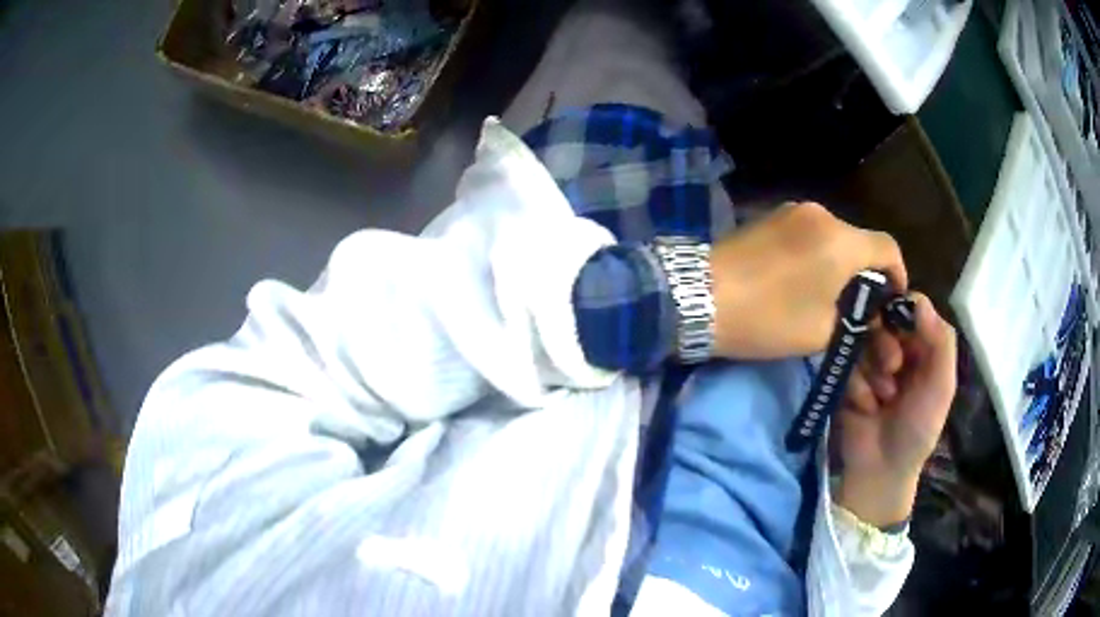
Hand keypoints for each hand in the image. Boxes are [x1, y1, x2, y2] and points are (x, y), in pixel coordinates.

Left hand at [710, 202, 907, 358]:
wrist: (696, 297)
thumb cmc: (767, 317)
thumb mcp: (821, 332)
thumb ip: (853, 319)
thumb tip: (864, 313)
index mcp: (841, 240)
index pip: (888, 249)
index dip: (898, 277)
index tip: (891, 304)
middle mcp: (821, 214)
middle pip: (861, 242)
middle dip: (868, 277)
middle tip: (863, 311)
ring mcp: (792, 211)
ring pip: (835, 239)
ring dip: (843, 267)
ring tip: (835, 301)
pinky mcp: (770, 217)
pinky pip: (810, 234)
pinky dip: (820, 257)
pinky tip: (809, 283)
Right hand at [834, 293, 956, 525]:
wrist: (882, 470)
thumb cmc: (919, 428)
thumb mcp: (942, 386)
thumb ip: (941, 342)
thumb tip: (918, 300)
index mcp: (921, 343)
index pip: (908, 306)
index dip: (902, 313)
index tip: (902, 334)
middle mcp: (894, 346)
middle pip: (880, 318)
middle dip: (885, 345)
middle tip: (893, 369)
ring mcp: (868, 362)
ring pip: (860, 341)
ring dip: (872, 371)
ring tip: (881, 399)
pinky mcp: (846, 378)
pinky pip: (844, 365)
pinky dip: (857, 387)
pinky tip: (865, 408)